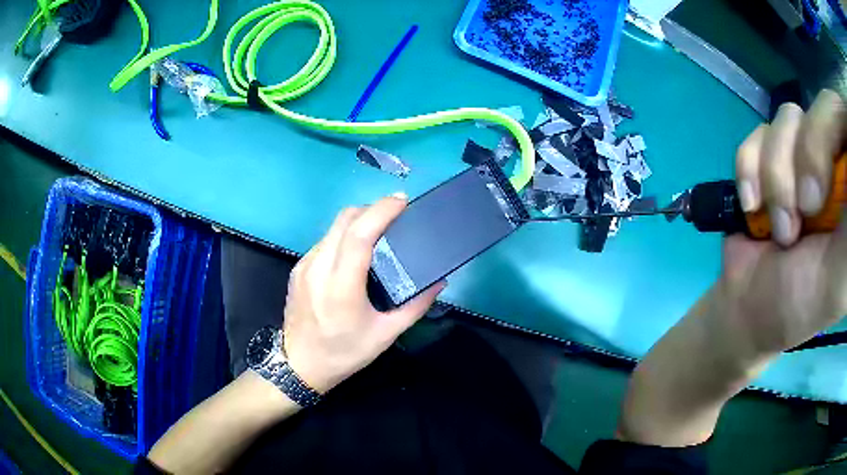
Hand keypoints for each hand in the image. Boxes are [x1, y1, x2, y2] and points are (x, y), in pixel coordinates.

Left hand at [281, 194, 445, 393]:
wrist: (299, 365)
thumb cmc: (344, 353)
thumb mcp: (385, 335)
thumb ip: (415, 307)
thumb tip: (440, 282)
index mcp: (341, 286)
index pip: (359, 235)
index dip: (381, 212)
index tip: (402, 201)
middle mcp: (318, 268)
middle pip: (344, 220)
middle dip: (371, 209)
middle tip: (396, 214)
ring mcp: (304, 266)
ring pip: (333, 228)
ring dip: (357, 221)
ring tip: (379, 231)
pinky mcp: (298, 269)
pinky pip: (324, 241)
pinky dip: (344, 236)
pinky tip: (355, 251)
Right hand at [619, 90, 846, 446]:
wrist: (748, 310)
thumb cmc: (801, 302)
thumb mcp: (839, 281)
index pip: (842, 126)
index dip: (832, 144)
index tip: (822, 200)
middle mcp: (830, 164)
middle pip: (817, 115)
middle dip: (803, 169)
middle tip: (799, 222)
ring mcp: (800, 156)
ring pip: (787, 119)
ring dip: (776, 177)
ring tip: (777, 227)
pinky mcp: (767, 158)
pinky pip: (756, 133)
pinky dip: (749, 169)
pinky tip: (751, 207)